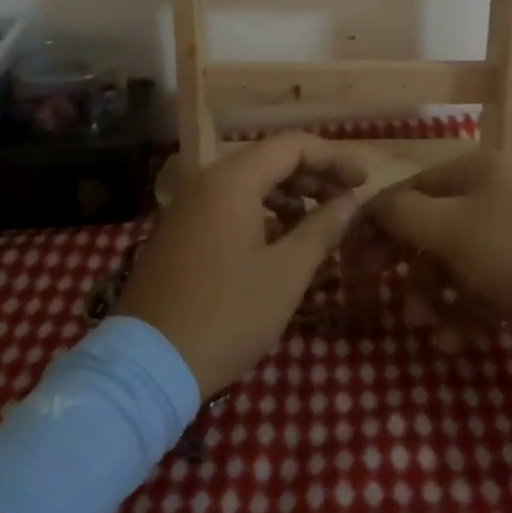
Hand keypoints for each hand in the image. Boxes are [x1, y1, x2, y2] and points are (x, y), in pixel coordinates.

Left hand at [115, 133, 372, 397]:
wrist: (147, 367)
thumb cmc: (227, 315)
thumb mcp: (286, 274)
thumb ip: (323, 228)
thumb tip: (350, 201)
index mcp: (232, 180)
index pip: (293, 145)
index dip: (333, 157)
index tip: (364, 181)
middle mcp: (206, 180)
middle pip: (270, 159)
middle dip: (313, 175)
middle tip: (347, 201)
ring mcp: (187, 205)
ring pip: (249, 181)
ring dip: (288, 194)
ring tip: (319, 222)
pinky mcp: (179, 231)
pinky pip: (228, 203)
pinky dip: (261, 211)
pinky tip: (280, 239)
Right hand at [369, 150, 511, 366]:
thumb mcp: (453, 226)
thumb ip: (403, 215)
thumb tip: (368, 206)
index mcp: (471, 172)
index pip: (409, 193)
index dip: (379, 226)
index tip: (355, 264)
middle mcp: (486, 202)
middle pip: (427, 234)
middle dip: (409, 270)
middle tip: (391, 301)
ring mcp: (505, 244)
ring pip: (449, 271)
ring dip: (434, 301)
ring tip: (433, 328)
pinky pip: (476, 299)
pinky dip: (464, 320)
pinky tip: (462, 342)